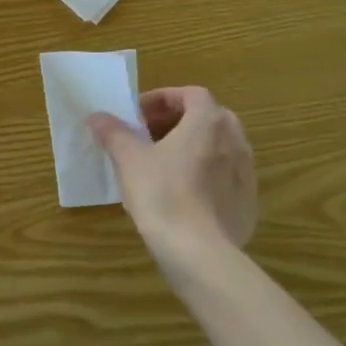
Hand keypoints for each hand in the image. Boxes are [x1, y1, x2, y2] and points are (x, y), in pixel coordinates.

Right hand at [90, 87, 256, 280]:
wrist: (198, 251)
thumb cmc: (161, 193)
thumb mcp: (128, 159)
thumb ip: (113, 132)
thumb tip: (97, 116)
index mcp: (208, 122)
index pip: (191, 94)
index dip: (162, 99)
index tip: (137, 115)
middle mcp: (235, 141)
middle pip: (209, 117)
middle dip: (178, 121)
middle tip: (148, 136)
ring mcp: (247, 173)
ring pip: (219, 147)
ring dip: (192, 147)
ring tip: (162, 164)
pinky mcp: (248, 202)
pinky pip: (226, 176)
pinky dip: (205, 174)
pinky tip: (181, 194)